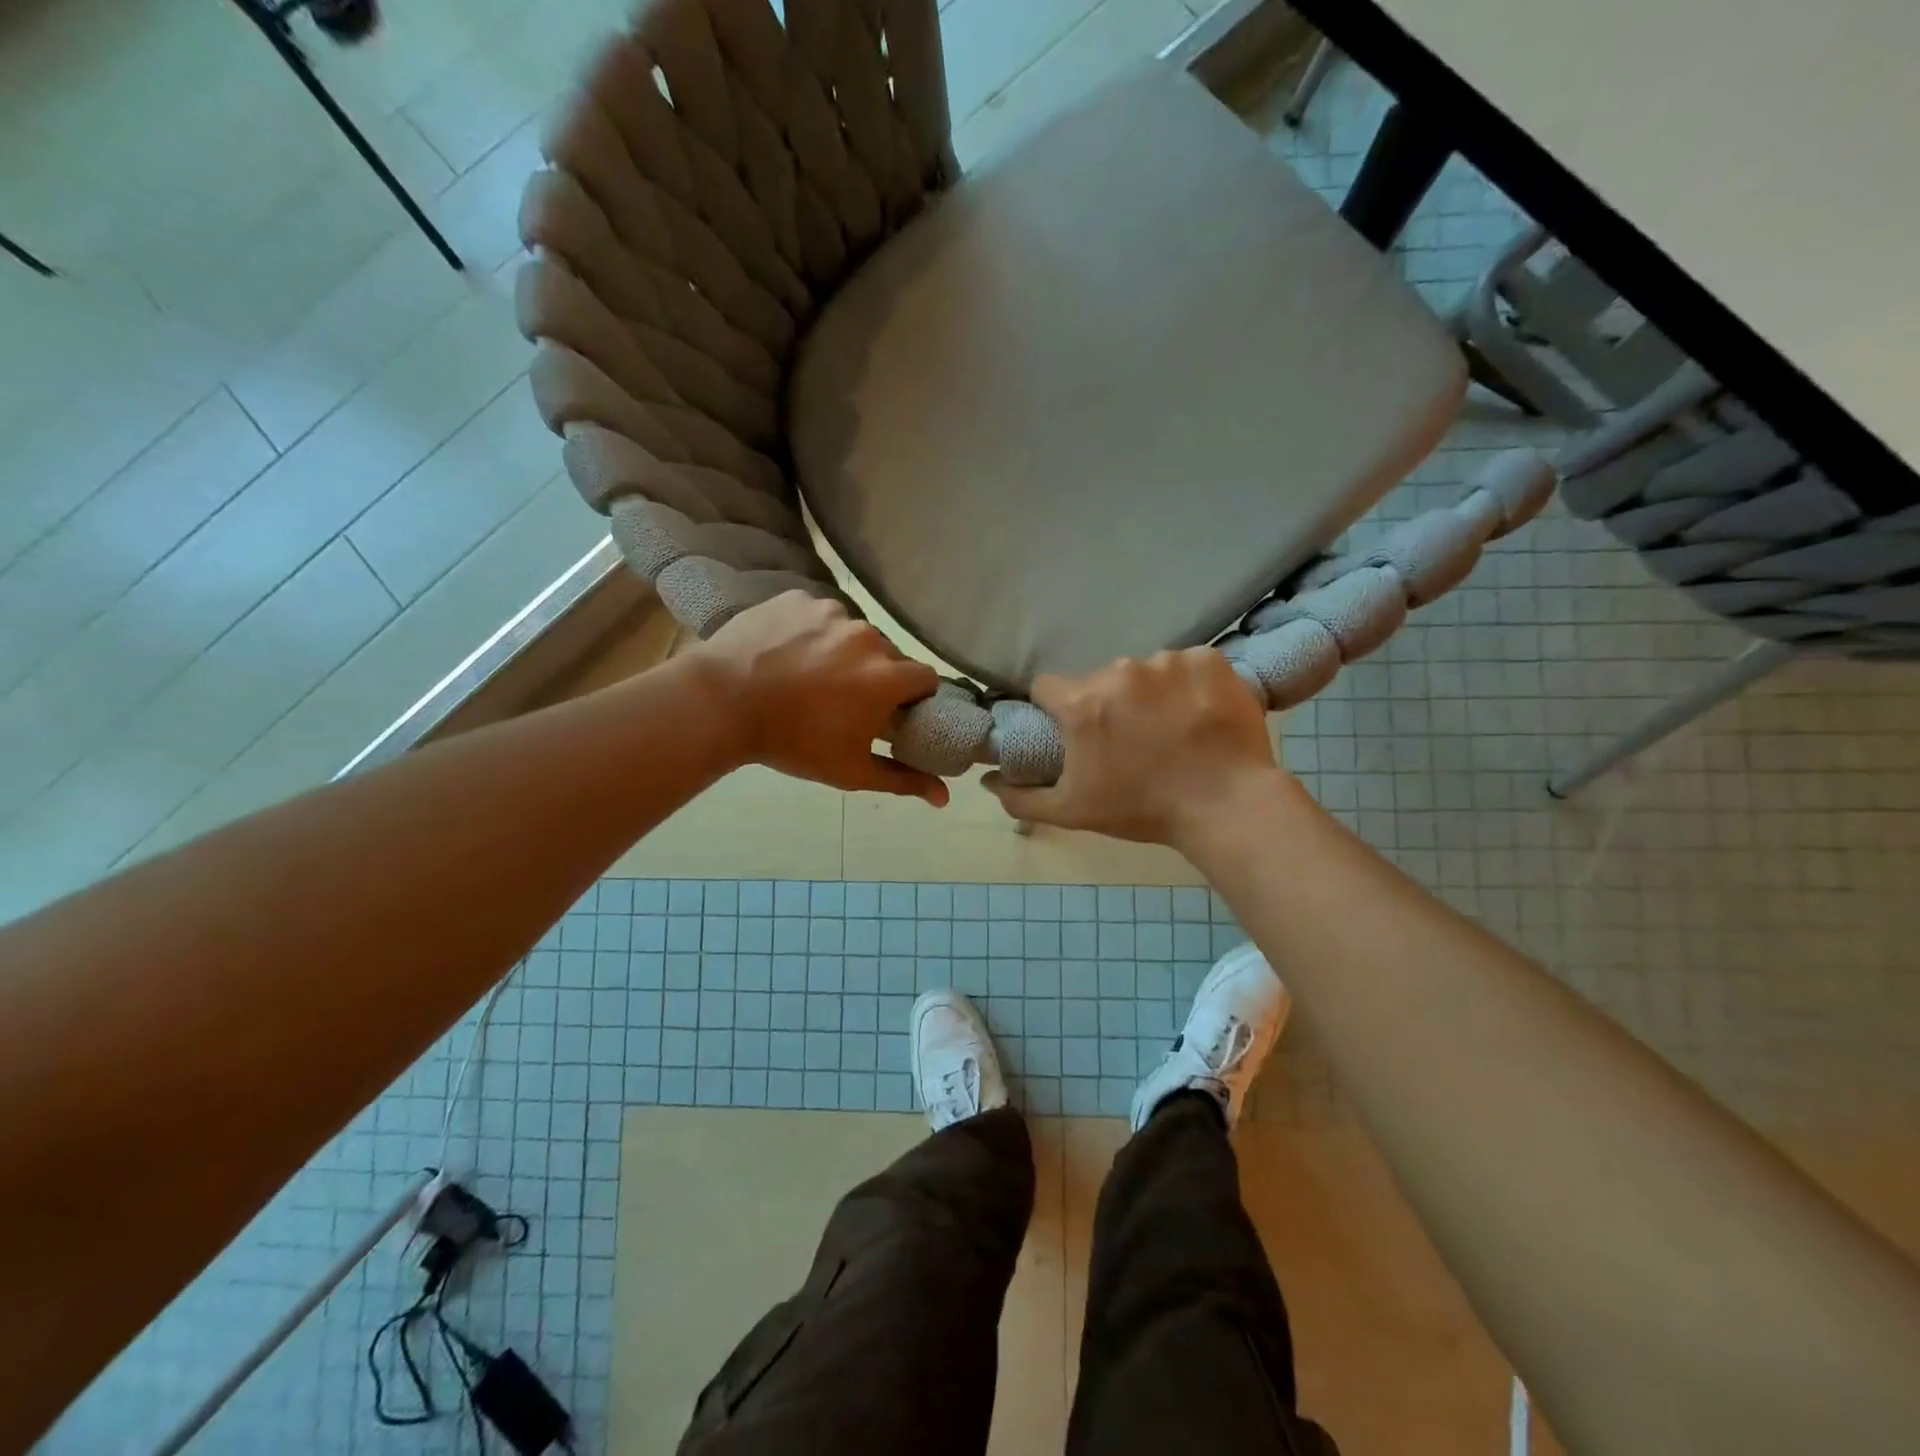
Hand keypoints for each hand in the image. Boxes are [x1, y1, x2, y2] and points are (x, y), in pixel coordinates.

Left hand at [693, 592, 948, 805]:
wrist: (721, 704)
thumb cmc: (793, 742)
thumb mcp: (850, 770)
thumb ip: (903, 779)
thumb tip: (945, 797)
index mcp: (888, 676)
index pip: (925, 678)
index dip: (913, 696)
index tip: (893, 711)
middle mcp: (868, 636)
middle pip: (888, 655)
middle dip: (875, 674)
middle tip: (844, 698)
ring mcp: (831, 611)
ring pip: (852, 632)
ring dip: (842, 651)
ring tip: (808, 675)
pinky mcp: (798, 598)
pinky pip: (818, 614)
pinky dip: (810, 631)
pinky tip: (786, 652)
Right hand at [984, 649, 1292, 849]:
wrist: (1228, 807)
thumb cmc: (1143, 810)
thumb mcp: (1072, 812)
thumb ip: (1021, 796)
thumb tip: (988, 781)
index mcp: (1083, 704)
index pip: (1048, 687)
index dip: (1056, 709)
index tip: (1074, 731)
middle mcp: (1121, 672)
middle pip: (1099, 680)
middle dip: (1107, 705)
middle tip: (1131, 740)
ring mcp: (1168, 661)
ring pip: (1144, 672)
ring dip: (1150, 694)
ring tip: (1172, 730)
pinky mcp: (1208, 659)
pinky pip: (1186, 665)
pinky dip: (1189, 685)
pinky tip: (1200, 714)